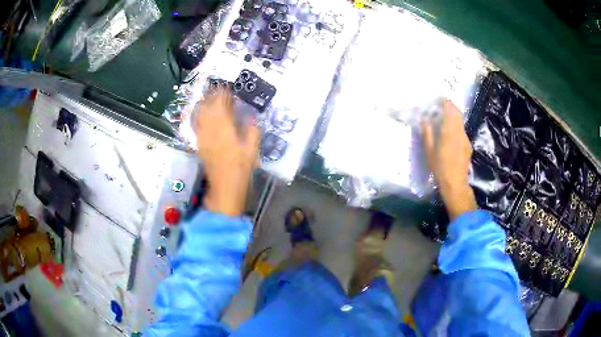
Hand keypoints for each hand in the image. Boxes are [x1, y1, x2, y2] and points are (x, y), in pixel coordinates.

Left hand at [195, 88, 260, 216]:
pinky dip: (199, 116)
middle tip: (218, 89)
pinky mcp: (200, 144)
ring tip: (210, 97)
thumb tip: (251, 116)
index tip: (227, 87)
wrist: (225, 186)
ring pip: (201, 115)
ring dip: (205, 104)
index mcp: (225, 129)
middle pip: (209, 107)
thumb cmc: (241, 168)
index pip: (221, 106)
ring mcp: (203, 137)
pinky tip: (202, 113)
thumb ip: (252, 130)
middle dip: (213, 96)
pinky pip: (197, 125)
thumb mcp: (252, 149)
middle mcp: (211, 130)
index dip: (223, 95)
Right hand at [423, 99, 476, 219]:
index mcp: (450, 131)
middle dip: (450, 107)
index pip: (450, 110)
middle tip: (441, 106)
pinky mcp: (467, 146)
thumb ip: (428, 134)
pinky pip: (461, 131)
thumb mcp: (429, 151)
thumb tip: (425, 120)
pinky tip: (450, 134)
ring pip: (460, 122)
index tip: (439, 99)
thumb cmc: (440, 168)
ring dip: (453, 117)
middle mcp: (460, 132)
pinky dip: (456, 127)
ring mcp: (465, 139)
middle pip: (458, 114)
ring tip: (444, 120)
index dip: (446, 102)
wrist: (455, 184)